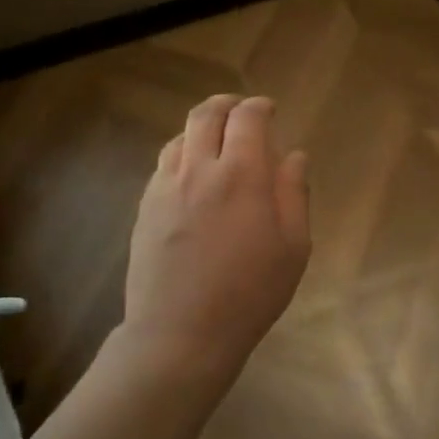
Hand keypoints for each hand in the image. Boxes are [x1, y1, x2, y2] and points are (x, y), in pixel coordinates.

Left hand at [121, 94, 310, 384]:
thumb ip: (293, 193)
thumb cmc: (250, 293)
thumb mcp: (293, 247)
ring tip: (216, 142)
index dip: (260, 107)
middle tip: (241, 112)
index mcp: (241, 175)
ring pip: (180, 137)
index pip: (247, 118)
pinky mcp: (145, 207)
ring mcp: (165, 187)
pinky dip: (182, 154)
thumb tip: (293, 155)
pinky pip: (164, 165)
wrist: (181, 333)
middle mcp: (199, 170)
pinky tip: (192, 176)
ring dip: (201, 129)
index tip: (270, 111)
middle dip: (226, 105)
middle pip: (206, 115)